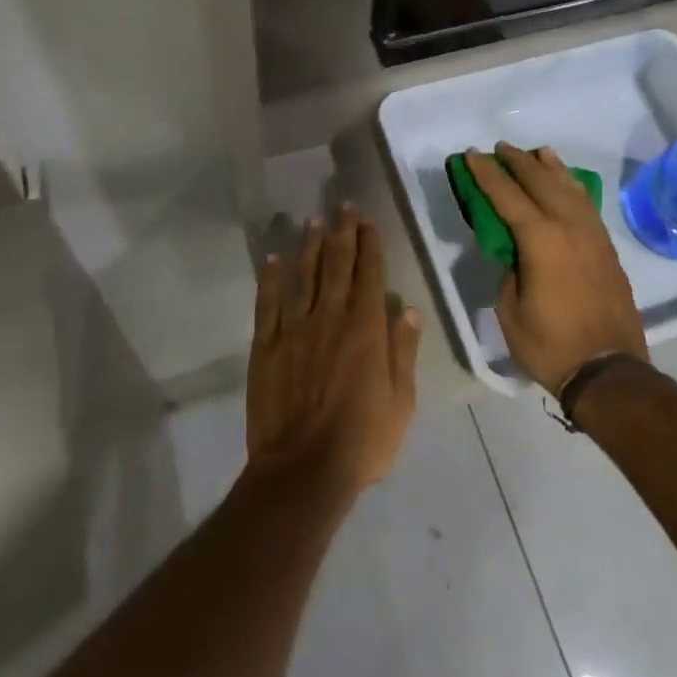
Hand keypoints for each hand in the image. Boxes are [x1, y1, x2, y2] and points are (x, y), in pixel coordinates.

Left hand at [246, 203, 422, 497]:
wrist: (303, 470)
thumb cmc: (362, 441)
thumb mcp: (401, 402)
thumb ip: (403, 351)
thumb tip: (409, 308)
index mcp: (366, 328)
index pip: (370, 274)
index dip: (369, 244)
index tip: (367, 221)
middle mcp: (331, 317)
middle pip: (337, 265)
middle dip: (342, 232)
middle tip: (342, 206)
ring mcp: (295, 329)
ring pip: (304, 276)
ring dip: (309, 245)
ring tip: (314, 220)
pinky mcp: (267, 345)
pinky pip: (268, 303)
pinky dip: (270, 279)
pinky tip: (273, 259)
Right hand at [465, 143, 648, 395]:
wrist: (609, 372)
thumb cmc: (551, 345)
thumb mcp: (511, 310)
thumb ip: (510, 271)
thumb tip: (516, 254)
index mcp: (540, 239)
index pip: (507, 196)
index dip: (486, 174)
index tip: (472, 155)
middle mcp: (569, 226)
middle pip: (540, 182)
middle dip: (517, 162)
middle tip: (499, 148)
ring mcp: (592, 235)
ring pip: (569, 188)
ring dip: (549, 168)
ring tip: (536, 153)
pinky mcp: (606, 248)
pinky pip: (586, 205)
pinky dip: (572, 187)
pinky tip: (567, 184)